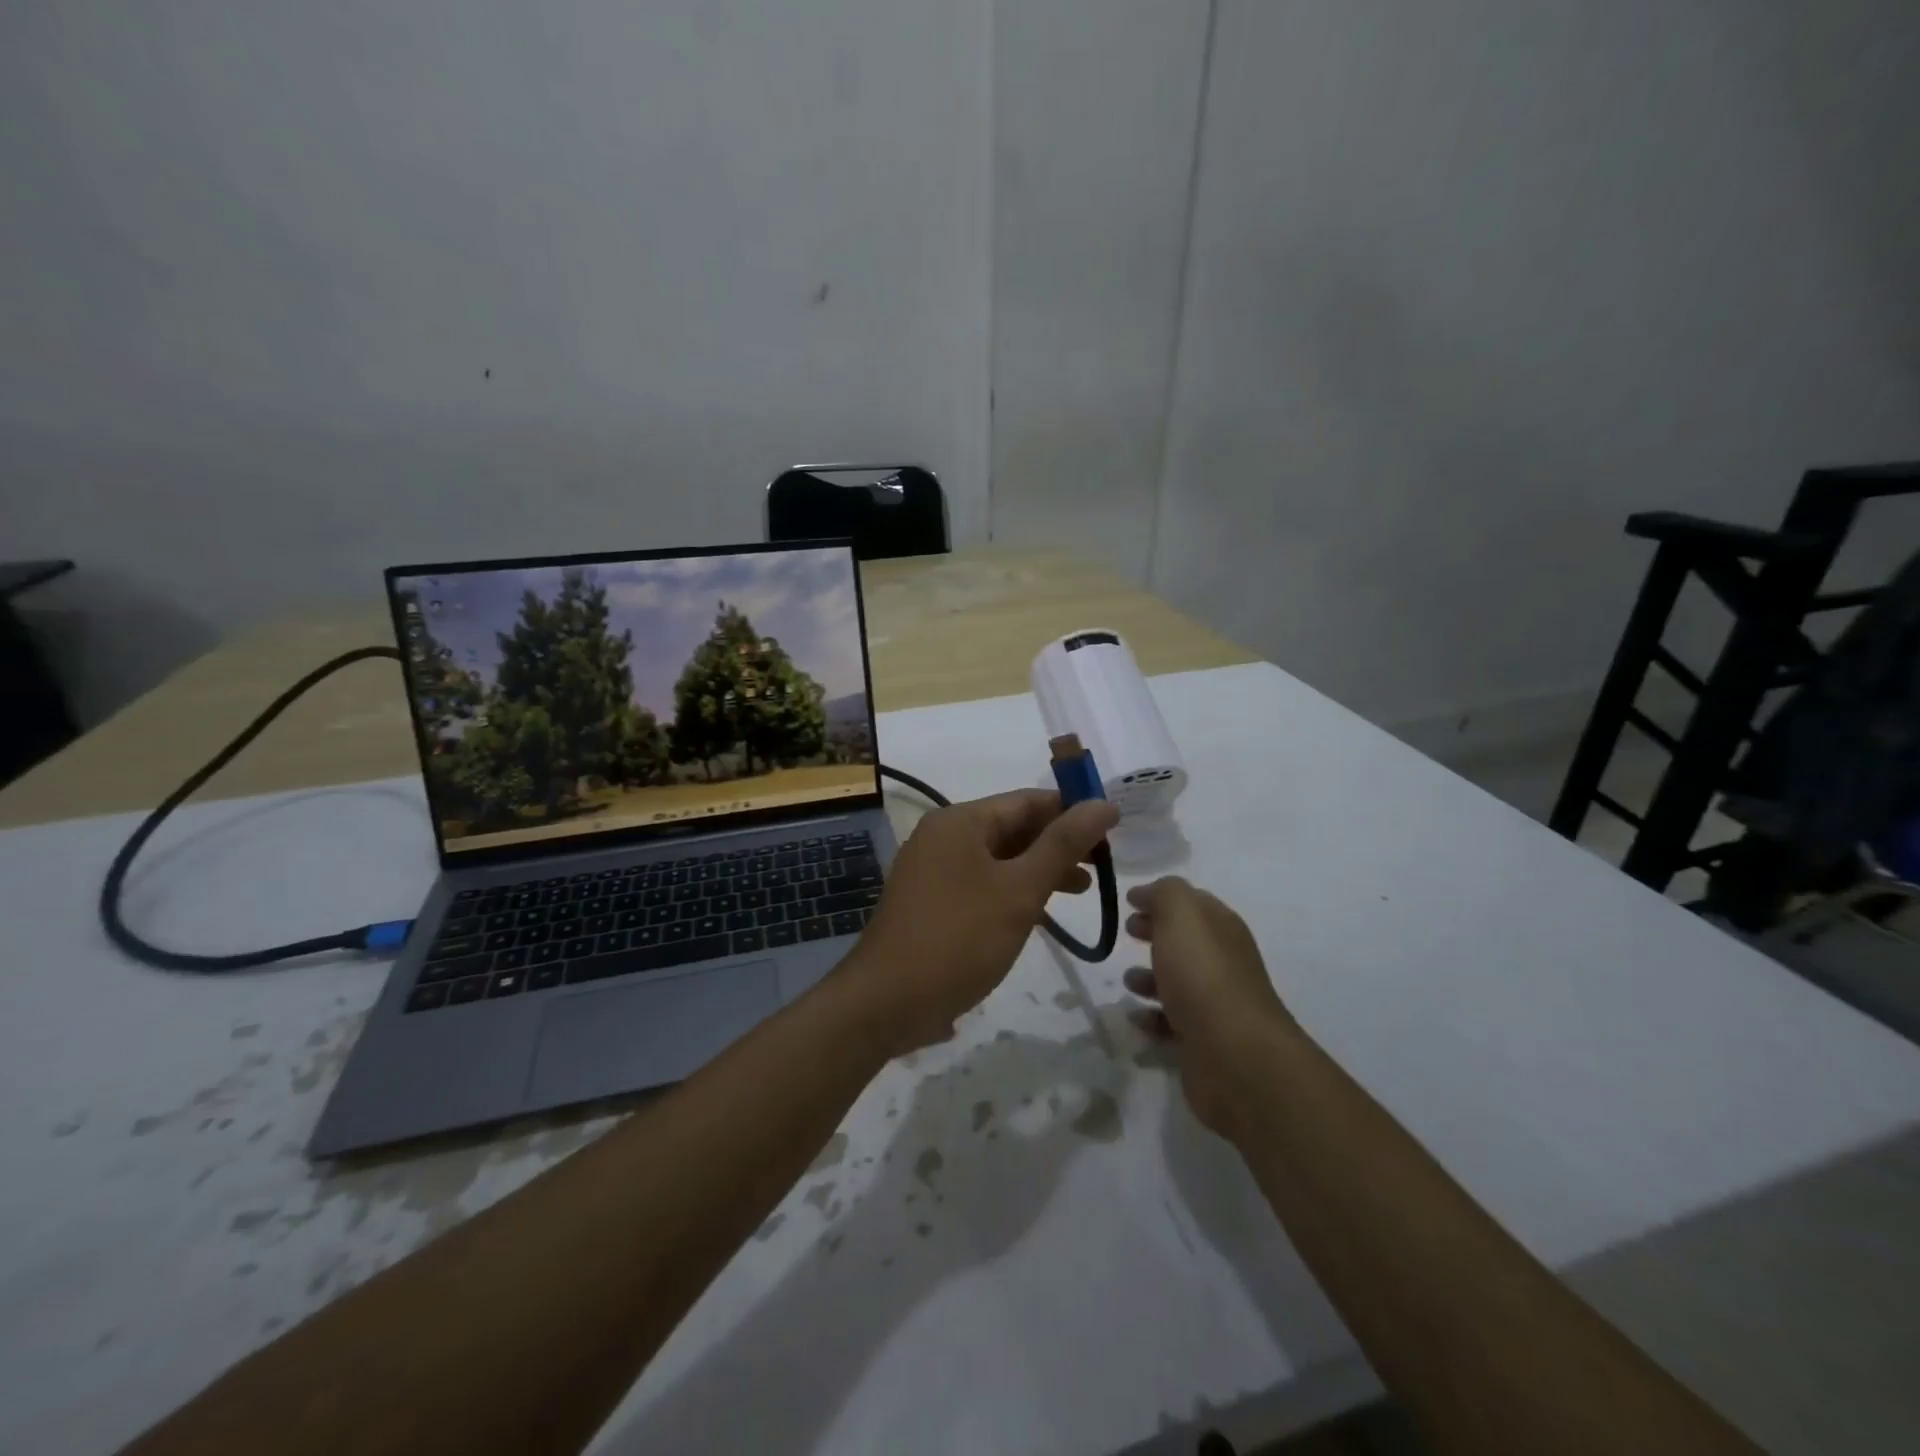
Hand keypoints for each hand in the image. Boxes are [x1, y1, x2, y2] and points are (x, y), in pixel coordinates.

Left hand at [841, 789, 1118, 1054]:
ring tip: (1084, 889)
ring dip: (1040, 869)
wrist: (886, 1002)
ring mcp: (935, 870)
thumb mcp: (1019, 890)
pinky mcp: (933, 902)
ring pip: (1000, 858)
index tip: (1113, 829)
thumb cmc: (958, 938)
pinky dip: (1014, 890)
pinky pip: (983, 883)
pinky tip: (1041, 911)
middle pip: (1013, 827)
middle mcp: (944, 836)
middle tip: (1104, 865)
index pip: (1028, 800)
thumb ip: (1063, 845)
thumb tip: (1103, 804)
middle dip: (1059, 843)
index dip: (1072, 810)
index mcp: (960, 821)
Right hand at [1122, 877, 1295, 1137]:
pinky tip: (1135, 1017)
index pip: (1193, 903)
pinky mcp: (1204, 1043)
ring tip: (1127, 980)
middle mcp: (1223, 963)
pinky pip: (1172, 1023)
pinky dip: (1152, 1017)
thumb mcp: (1181, 915)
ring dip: (1151, 977)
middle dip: (1156, 933)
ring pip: (1178, 982)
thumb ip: (1165, 893)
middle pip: (1186, 941)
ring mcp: (1216, 1005)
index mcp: (1222, 929)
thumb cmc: (1203, 975)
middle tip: (1127, 931)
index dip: (1162, 898)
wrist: (1234, 1056)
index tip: (1129, 901)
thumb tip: (1149, 894)